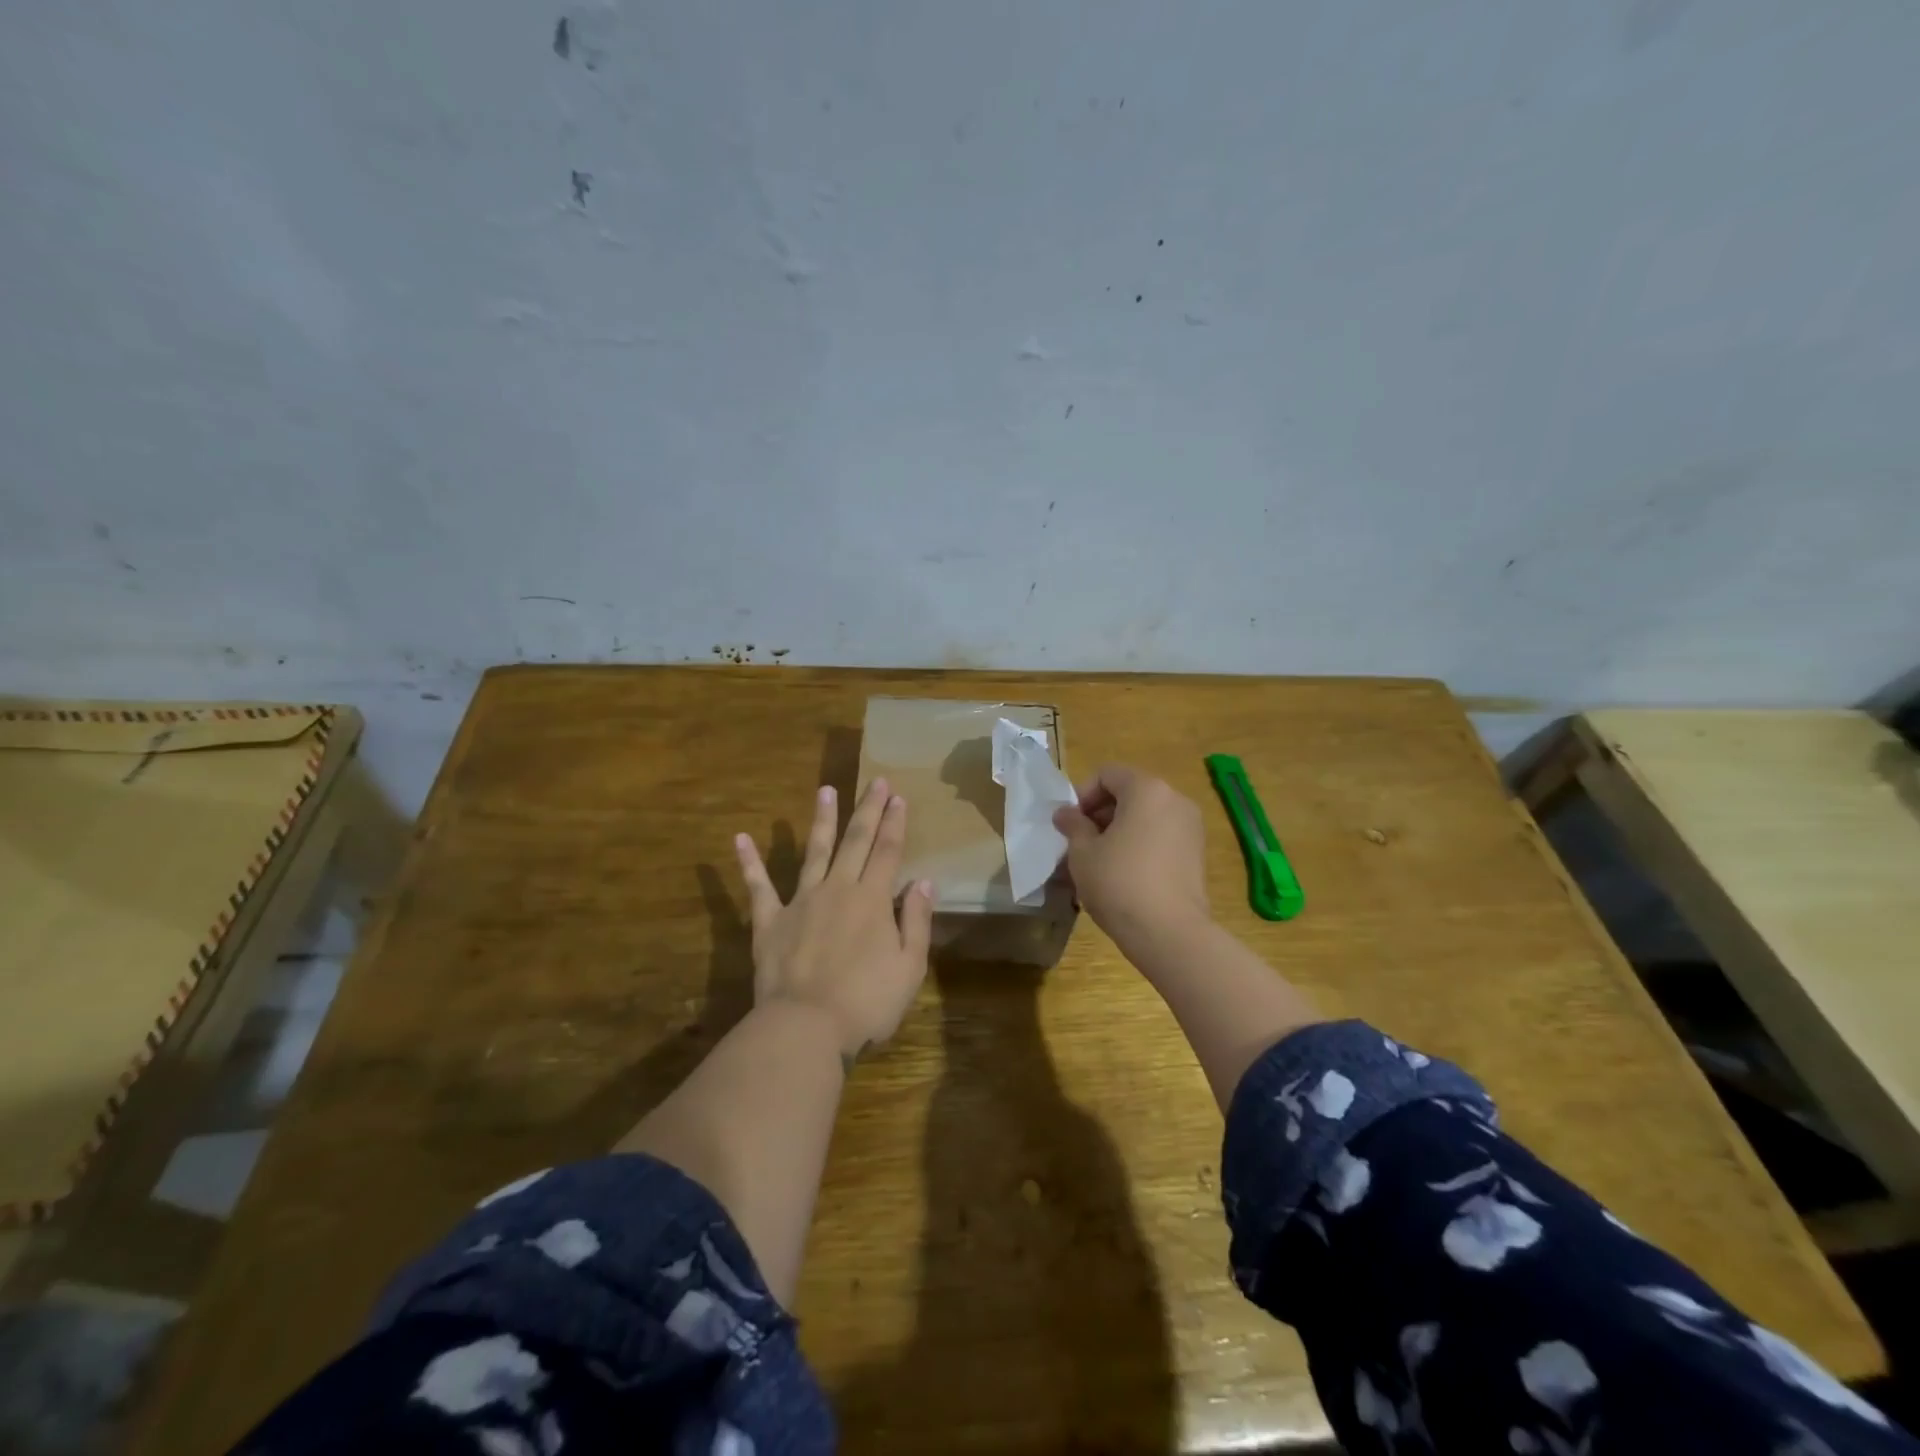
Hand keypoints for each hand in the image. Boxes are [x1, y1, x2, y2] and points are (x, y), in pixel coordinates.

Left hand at [734, 778, 934, 1059]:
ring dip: (821, 819)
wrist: (806, 1027)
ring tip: (826, 789)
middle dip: (868, 809)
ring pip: (814, 851)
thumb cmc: (866, 1002)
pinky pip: (758, 887)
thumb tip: (923, 881)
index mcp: (872, 899)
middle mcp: (838, 889)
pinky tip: (741, 838)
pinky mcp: (770, 922)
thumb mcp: (909, 967)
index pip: (888, 851)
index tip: (899, 797)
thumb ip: (915, 921)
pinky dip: (749, 863)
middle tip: (876, 780)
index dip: (895, 823)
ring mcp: (801, 902)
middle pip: (856, 841)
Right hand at [1053, 764, 1210, 952]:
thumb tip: (1065, 814)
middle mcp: (1175, 799)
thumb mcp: (1083, 853)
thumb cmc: (1119, 883)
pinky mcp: (1197, 854)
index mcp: (1147, 790)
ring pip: (1145, 816)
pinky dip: (1140, 845)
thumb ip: (1073, 826)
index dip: (1083, 795)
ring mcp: (1191, 827)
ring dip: (1119, 831)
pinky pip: (1160, 836)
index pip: (1107, 774)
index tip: (1070, 824)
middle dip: (1100, 813)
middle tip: (1080, 843)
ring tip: (1099, 862)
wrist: (1170, 933)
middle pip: (1129, 793)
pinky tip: (1123, 875)